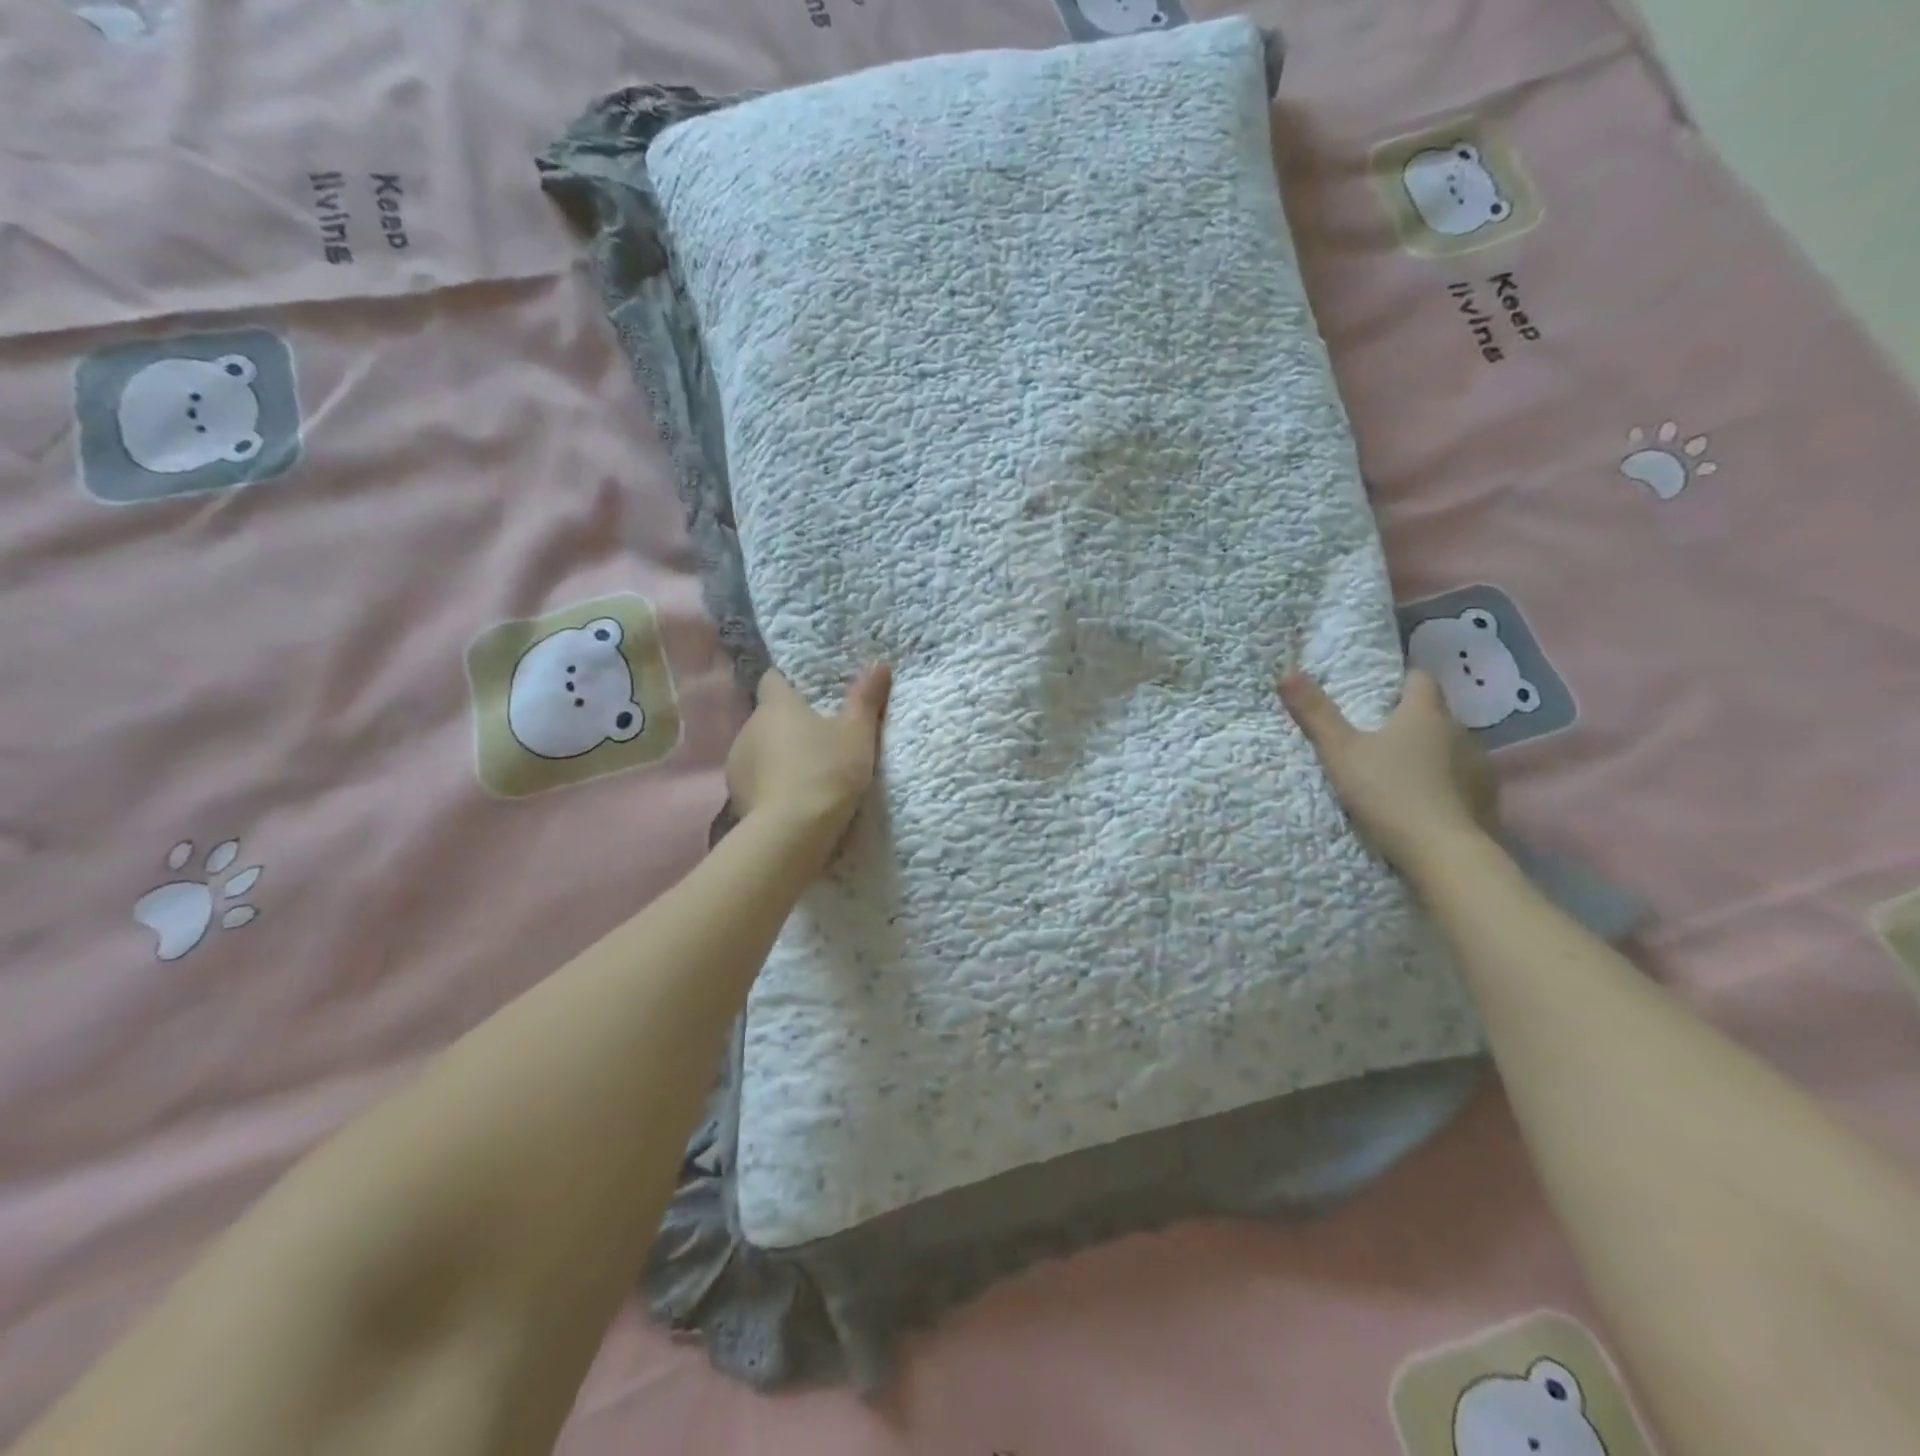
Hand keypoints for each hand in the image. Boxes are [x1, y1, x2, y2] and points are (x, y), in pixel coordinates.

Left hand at [726, 663, 891, 866]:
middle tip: (819, 738)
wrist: (792, 832)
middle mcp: (749, 727)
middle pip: (768, 717)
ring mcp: (737, 762)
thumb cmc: (827, 771)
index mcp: (776, 705)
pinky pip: (755, 779)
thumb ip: (865, 697)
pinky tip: (791, 798)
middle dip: (788, 724)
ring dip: (777, 755)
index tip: (808, 693)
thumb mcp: (857, 734)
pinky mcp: (736, 796)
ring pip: (759, 749)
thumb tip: (878, 662)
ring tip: (806, 773)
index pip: (773, 679)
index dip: (789, 683)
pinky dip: (770, 783)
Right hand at [1278, 668, 1497, 875]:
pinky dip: (1446, 784)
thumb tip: (1287, 671)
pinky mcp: (1487, 799)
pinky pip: (1463, 780)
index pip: (1420, 678)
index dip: (1401, 680)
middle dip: (1411, 720)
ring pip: (1451, 747)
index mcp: (1425, 713)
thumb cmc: (1388, 792)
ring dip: (1431, 753)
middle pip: (1435, 714)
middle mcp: (1460, 731)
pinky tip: (1427, 802)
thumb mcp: (1340, 752)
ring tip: (1402, 772)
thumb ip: (1315, 713)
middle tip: (1379, 736)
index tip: (1380, 692)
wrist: (1444, 853)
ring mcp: (1479, 766)